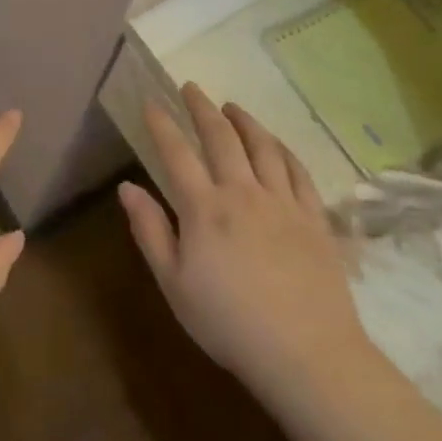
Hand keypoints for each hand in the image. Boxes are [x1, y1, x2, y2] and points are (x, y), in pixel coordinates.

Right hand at [119, 84, 371, 396]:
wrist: (306, 353)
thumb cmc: (228, 322)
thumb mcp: (173, 283)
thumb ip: (150, 230)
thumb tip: (127, 187)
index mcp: (205, 209)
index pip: (177, 154)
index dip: (162, 125)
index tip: (151, 102)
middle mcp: (243, 193)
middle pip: (221, 138)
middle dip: (202, 108)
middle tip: (191, 87)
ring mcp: (284, 203)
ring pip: (263, 147)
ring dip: (244, 121)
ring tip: (232, 106)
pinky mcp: (314, 218)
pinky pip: (298, 171)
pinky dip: (283, 149)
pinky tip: (276, 143)